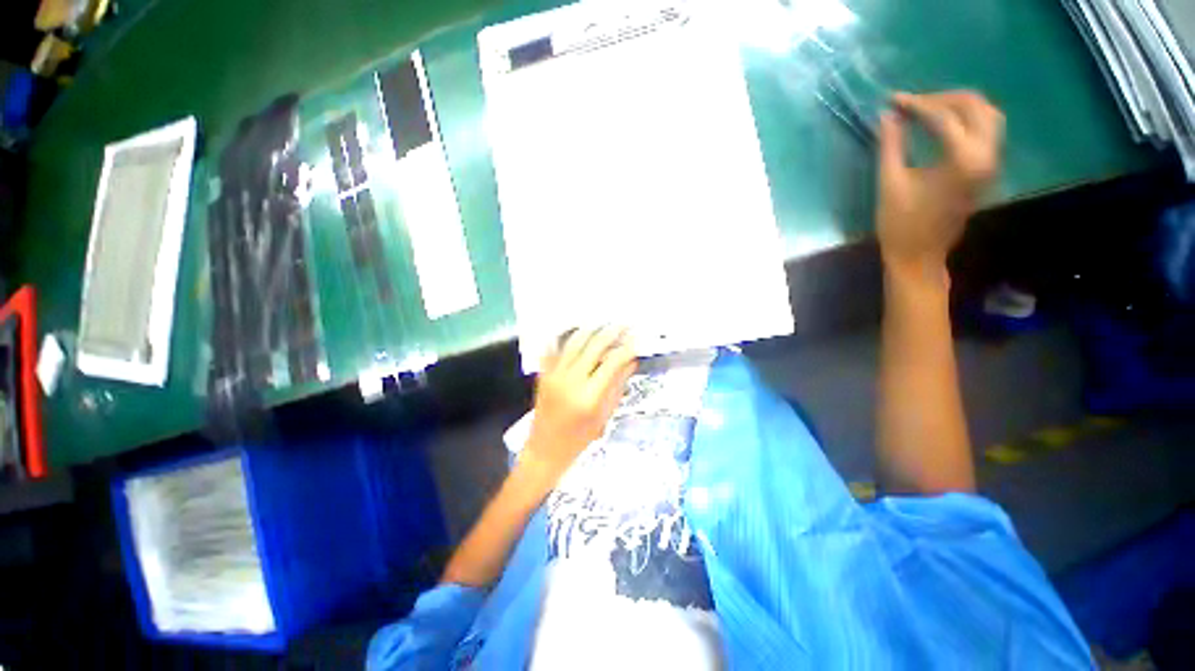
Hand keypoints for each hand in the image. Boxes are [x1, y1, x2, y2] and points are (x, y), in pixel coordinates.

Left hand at [522, 327, 637, 484]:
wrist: (546, 449)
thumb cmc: (580, 438)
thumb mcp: (604, 414)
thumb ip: (617, 385)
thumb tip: (631, 361)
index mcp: (590, 395)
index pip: (612, 363)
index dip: (627, 349)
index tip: (636, 341)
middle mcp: (571, 380)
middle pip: (594, 346)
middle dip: (611, 332)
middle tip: (623, 324)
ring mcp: (554, 374)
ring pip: (574, 342)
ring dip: (591, 329)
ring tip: (603, 322)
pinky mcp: (543, 374)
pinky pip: (554, 348)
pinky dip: (566, 337)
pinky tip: (576, 329)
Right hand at [877, 91, 1003, 279]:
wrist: (919, 255)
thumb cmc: (900, 223)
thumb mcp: (890, 183)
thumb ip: (891, 145)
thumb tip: (888, 115)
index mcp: (963, 159)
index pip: (943, 116)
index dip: (916, 104)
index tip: (893, 100)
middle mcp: (987, 155)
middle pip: (975, 107)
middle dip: (943, 98)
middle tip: (913, 103)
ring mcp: (991, 162)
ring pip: (988, 115)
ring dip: (960, 105)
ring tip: (929, 109)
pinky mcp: (988, 169)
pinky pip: (988, 130)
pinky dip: (968, 119)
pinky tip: (945, 123)